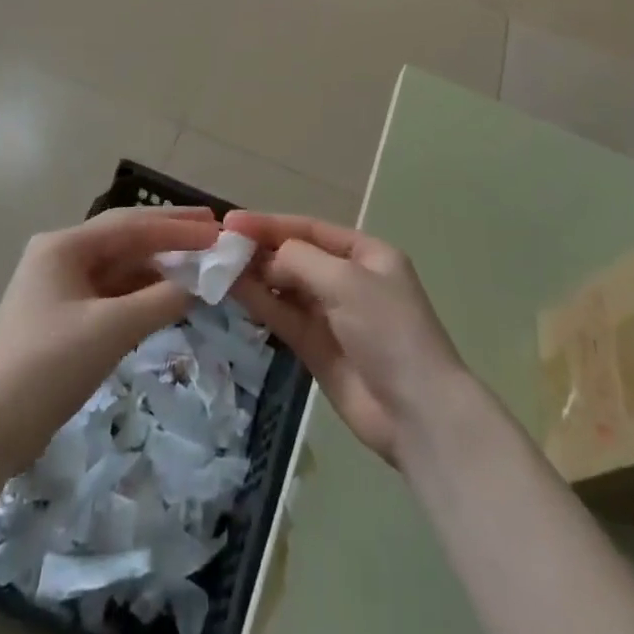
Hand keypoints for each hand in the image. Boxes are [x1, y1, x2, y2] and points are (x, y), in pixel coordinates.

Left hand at [0, 207, 219, 479]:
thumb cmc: (45, 369)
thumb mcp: (110, 330)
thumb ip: (160, 301)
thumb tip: (201, 283)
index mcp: (65, 246)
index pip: (131, 225)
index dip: (177, 225)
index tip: (218, 227)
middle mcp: (62, 257)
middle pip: (126, 239)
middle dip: (171, 236)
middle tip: (215, 232)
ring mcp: (62, 288)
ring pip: (121, 267)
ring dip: (159, 266)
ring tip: (202, 265)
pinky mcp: (65, 319)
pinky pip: (113, 294)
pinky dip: (143, 293)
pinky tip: (171, 297)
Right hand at [224, 211, 468, 467]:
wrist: (417, 412)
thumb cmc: (388, 330)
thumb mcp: (346, 280)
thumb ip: (299, 260)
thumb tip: (265, 259)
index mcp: (366, 254)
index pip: (310, 229)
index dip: (271, 224)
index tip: (232, 221)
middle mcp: (348, 279)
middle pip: (297, 256)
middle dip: (261, 249)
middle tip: (219, 245)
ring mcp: (332, 316)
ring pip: (286, 287)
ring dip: (255, 275)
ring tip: (217, 265)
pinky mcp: (317, 349)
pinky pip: (284, 317)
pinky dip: (261, 303)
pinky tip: (233, 290)